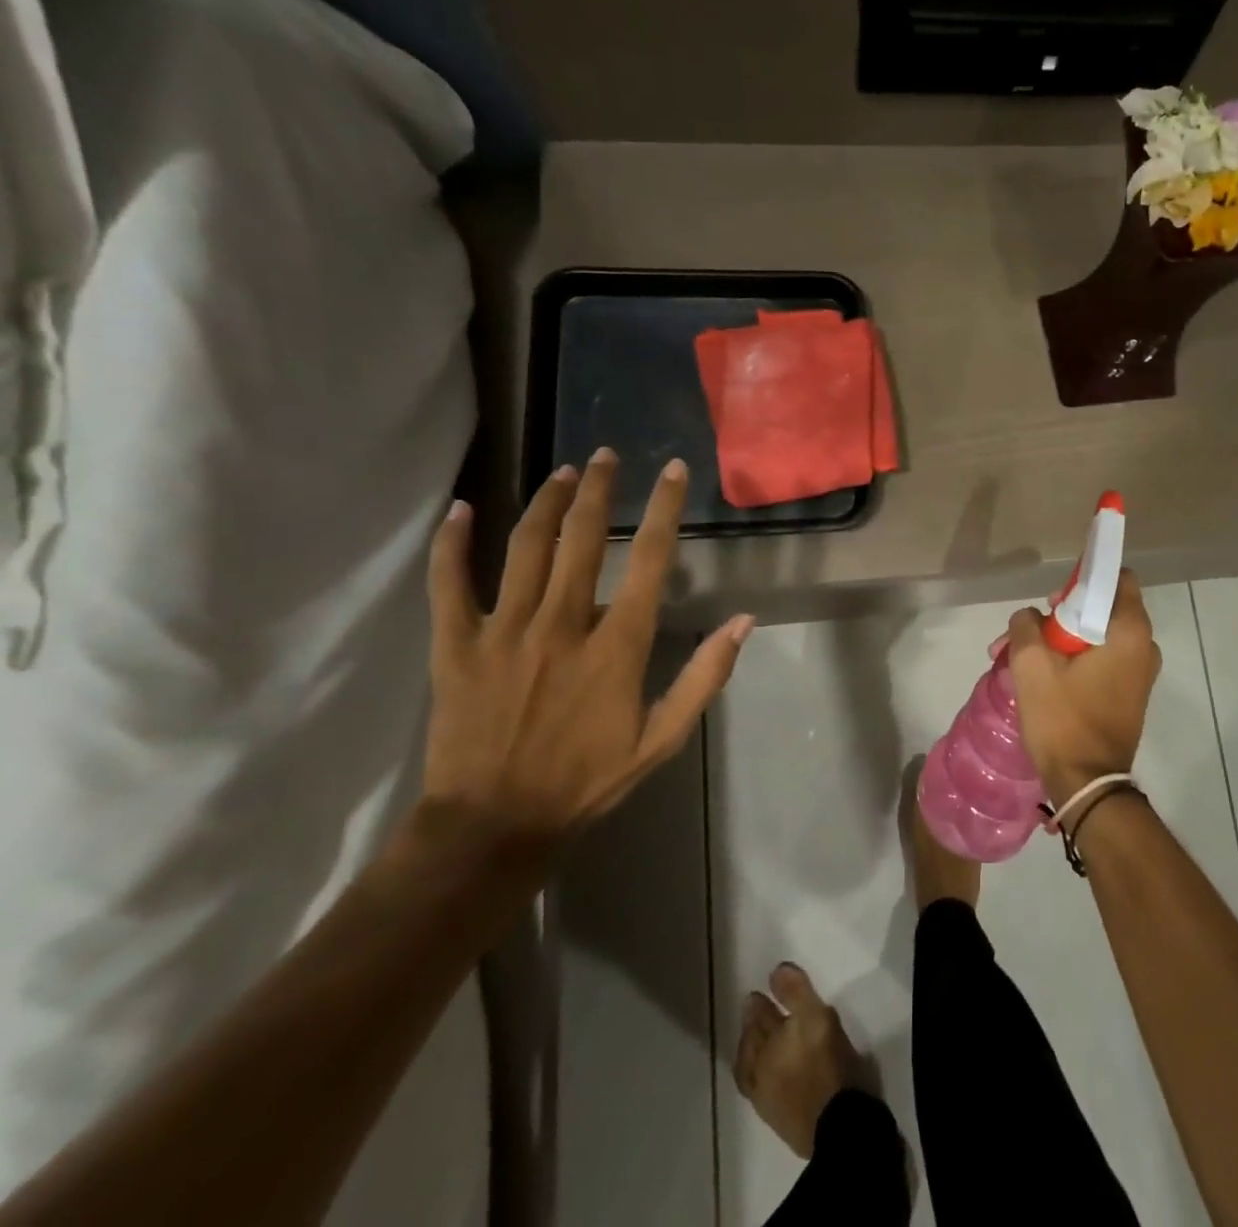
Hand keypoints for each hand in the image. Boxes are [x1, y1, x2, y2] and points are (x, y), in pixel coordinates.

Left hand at [422, 449, 752, 851]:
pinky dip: (453, 544)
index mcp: (616, 646)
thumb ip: (704, 678)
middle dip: (599, 490)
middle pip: (582, 539)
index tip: (673, 471)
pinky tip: (461, 510)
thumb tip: (743, 621)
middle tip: (606, 456)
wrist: (493, 827)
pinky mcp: (455, 646)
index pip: (650, 561)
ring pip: (524, 549)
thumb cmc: (586, 782)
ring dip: (546, 504)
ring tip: (563, 473)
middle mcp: (562, 625)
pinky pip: (449, 584)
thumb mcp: (662, 741)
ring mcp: (504, 632)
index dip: (665, 510)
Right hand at [1004, 568, 1159, 804]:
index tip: (1054, 599)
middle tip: (1026, 634)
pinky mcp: (1128, 695)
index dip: (1084, 580)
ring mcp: (1139, 674)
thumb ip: (1026, 625)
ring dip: (1059, 642)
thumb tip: (1030, 617)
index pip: (1117, 578)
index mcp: (1130, 632)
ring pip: (1095, 638)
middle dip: (1059, 616)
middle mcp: (1144, 647)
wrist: (1087, 785)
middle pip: (1100, 609)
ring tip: (1019, 660)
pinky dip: (1072, 661)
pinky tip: (1040, 678)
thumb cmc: (1062, 719)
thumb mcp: (1031, 665)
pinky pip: (1100, 661)